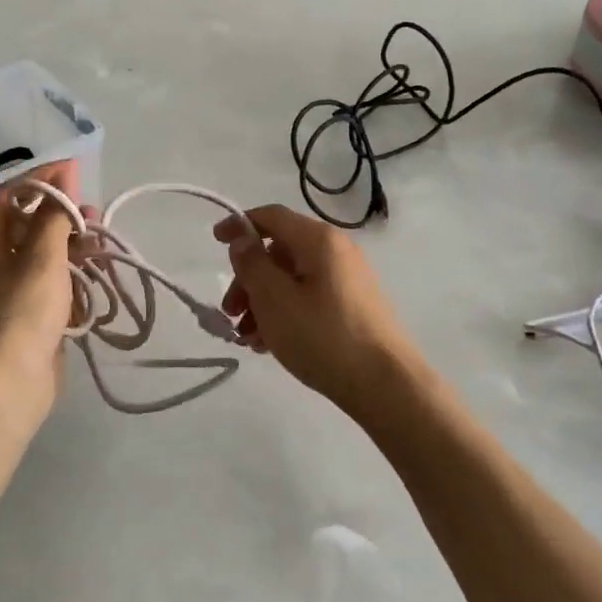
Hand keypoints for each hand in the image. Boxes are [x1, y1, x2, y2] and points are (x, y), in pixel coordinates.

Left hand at [0, 160, 81, 412]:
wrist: (6, 388)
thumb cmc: (20, 315)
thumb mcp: (41, 258)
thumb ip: (54, 215)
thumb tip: (63, 175)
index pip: (10, 194)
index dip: (42, 178)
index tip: (76, 170)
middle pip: (26, 223)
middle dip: (61, 213)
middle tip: (93, 212)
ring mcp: (6, 290)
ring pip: (40, 253)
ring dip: (70, 243)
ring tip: (102, 242)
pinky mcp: (25, 315)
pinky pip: (47, 281)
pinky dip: (70, 272)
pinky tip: (95, 273)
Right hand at [215, 204, 423, 409]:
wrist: (386, 386)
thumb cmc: (323, 337)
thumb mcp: (274, 299)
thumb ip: (251, 264)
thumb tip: (242, 240)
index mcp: (318, 240)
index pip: (271, 216)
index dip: (239, 224)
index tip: (214, 242)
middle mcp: (336, 251)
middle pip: (279, 252)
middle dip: (248, 279)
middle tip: (230, 313)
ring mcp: (348, 280)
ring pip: (291, 279)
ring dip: (262, 302)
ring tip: (247, 338)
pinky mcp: (353, 307)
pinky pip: (308, 299)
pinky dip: (284, 313)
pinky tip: (269, 344)